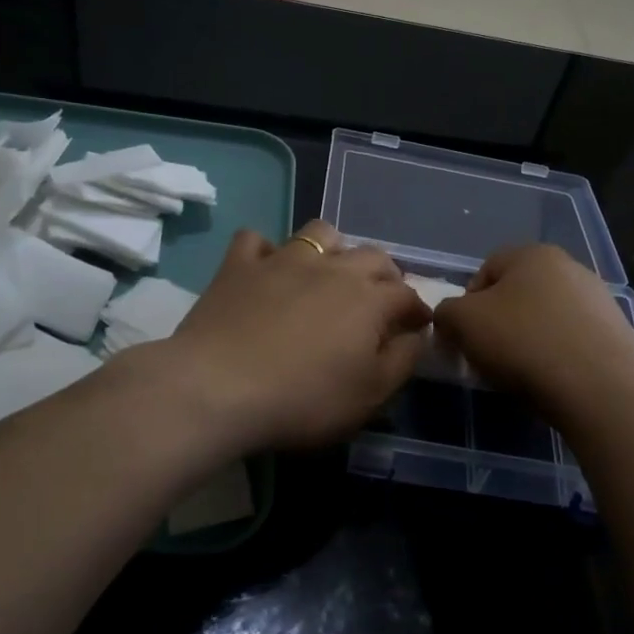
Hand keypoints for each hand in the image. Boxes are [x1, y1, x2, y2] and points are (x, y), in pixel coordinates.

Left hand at [152, 220, 430, 453]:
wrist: (217, 388)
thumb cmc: (303, 399)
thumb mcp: (369, 395)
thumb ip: (402, 361)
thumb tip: (416, 334)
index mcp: (369, 299)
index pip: (407, 294)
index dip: (416, 310)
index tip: (416, 326)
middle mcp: (333, 268)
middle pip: (373, 256)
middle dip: (385, 275)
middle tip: (380, 300)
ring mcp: (283, 260)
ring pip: (320, 234)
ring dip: (333, 248)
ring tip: (328, 273)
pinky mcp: (239, 265)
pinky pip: (255, 241)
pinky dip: (265, 252)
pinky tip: (265, 269)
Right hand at [433, 244, 633, 415]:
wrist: (600, 388)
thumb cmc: (523, 343)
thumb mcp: (462, 323)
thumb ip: (446, 312)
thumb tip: (451, 318)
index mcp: (532, 254)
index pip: (485, 271)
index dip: (467, 304)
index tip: (466, 337)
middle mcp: (569, 266)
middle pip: (518, 293)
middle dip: (501, 322)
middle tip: (491, 356)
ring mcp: (598, 298)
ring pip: (547, 317)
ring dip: (531, 338)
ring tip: (524, 373)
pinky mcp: (617, 332)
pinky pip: (574, 340)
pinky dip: (560, 355)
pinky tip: (555, 380)